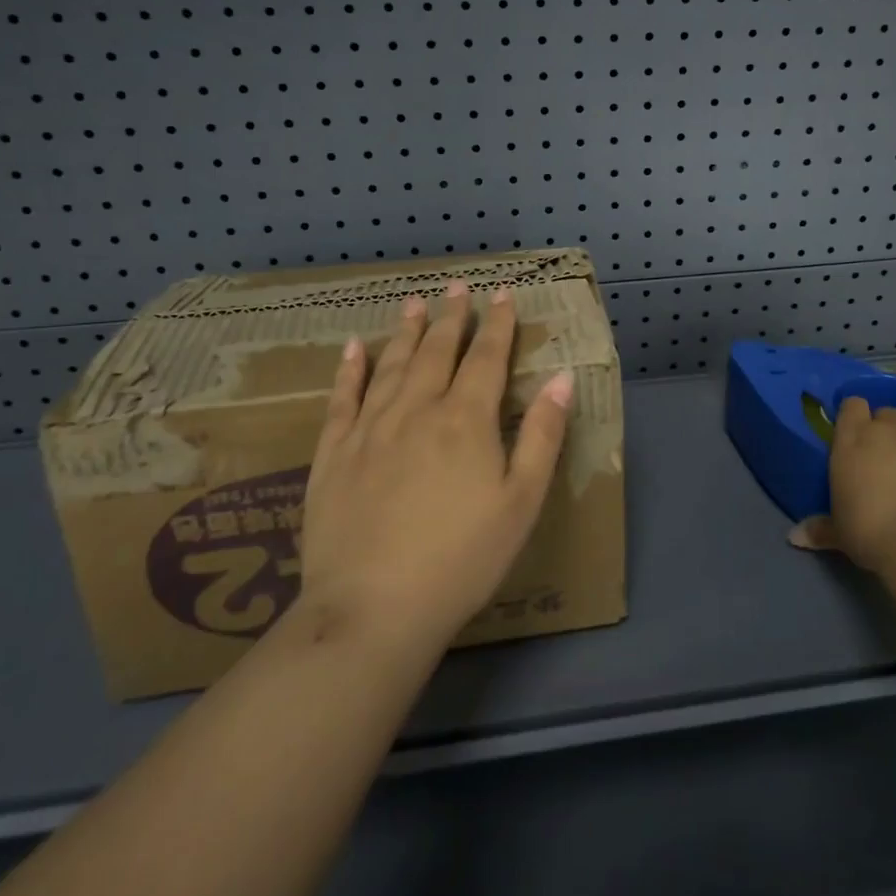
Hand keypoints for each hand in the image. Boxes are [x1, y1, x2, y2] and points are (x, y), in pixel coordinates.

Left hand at [291, 282, 572, 652]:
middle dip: (452, 316)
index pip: (487, 357)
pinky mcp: (333, 453)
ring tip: (415, 303)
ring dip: (407, 331)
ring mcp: (370, 428)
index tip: (503, 294)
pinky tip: (355, 347)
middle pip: (438, 351)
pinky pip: (343, 397)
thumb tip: (562, 378)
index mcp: (466, 420)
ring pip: (393, 364)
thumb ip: (543, 436)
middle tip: (458, 286)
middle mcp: (417, 409)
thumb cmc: (462, 560)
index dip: (498, 324)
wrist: (372, 609)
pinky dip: (350, 369)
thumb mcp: (521, 503)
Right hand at [790, 398, 895, 573]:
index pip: (852, 406)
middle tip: (886, 455)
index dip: (854, 416)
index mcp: (852, 439)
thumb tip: (795, 537)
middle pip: (885, 412)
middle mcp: (887, 428)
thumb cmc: (873, 531)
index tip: (855, 434)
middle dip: (885, 428)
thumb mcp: (840, 533)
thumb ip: (820, 529)